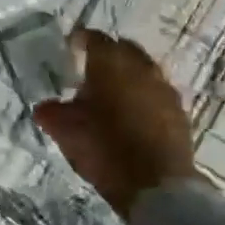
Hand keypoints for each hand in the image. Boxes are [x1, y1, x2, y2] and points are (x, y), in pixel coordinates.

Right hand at [32, 28, 199, 216]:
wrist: (158, 186)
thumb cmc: (105, 149)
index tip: (69, 49)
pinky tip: (133, 115)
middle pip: (123, 49)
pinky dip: (144, 96)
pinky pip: (157, 92)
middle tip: (90, 70)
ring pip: (144, 69)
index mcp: (110, 63)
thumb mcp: (66, 132)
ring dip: (128, 75)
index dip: (79, 40)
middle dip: (107, 54)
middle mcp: (141, 67)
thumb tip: (44, 106)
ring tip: (112, 94)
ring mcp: (164, 89)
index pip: (94, 38)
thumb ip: (52, 113)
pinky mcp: (180, 112)